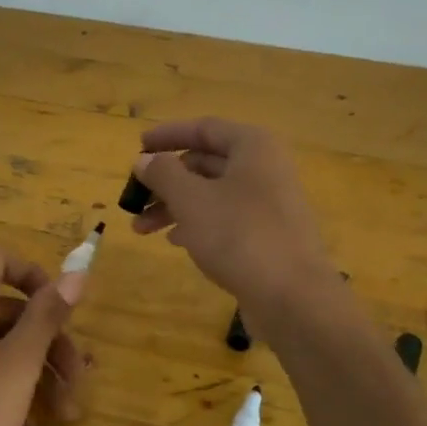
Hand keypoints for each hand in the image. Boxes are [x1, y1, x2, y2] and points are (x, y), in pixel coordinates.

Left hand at [0, 247, 86, 425]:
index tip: (63, 307)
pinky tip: (39, 417)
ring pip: (0, 340)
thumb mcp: (20, 361)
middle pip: (7, 307)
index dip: (35, 276)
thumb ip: (47, 314)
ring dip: (38, 367)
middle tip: (79, 376)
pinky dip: (13, 379)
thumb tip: (76, 273)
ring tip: (67, 410)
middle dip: (49, 339)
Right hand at [131, 118, 339, 328]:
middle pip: (206, 162)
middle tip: (134, 198)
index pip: (204, 128)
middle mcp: (265, 168)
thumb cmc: (239, 235)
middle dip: (166, 180)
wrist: (293, 296)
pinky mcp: (268, 234)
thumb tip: (145, 159)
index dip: (168, 135)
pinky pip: (226, 218)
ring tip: (142, 229)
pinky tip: (175, 241)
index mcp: (253, 146)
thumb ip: (163, 174)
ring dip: (175, 206)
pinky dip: (197, 224)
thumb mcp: (191, 200)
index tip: (138, 146)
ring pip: (213, 193)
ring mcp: (270, 203)